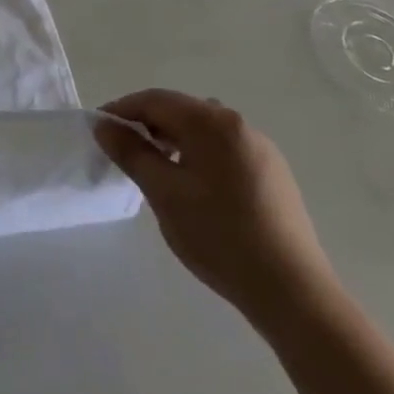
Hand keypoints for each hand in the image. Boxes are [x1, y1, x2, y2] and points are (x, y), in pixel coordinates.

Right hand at [94, 90, 339, 329]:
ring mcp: (262, 150)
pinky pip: (224, 150)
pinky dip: (198, 155)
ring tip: (154, 169)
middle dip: (147, 124)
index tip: (99, 130)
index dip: (122, 110)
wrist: (294, 293)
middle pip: (181, 111)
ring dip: (172, 140)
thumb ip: (130, 152)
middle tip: (122, 151)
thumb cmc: (219, 236)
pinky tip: (191, 186)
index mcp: (213, 123)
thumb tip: (104, 125)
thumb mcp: (163, 192)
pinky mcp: (273, 175)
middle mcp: (240, 126)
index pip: (155, 100)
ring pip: (203, 131)